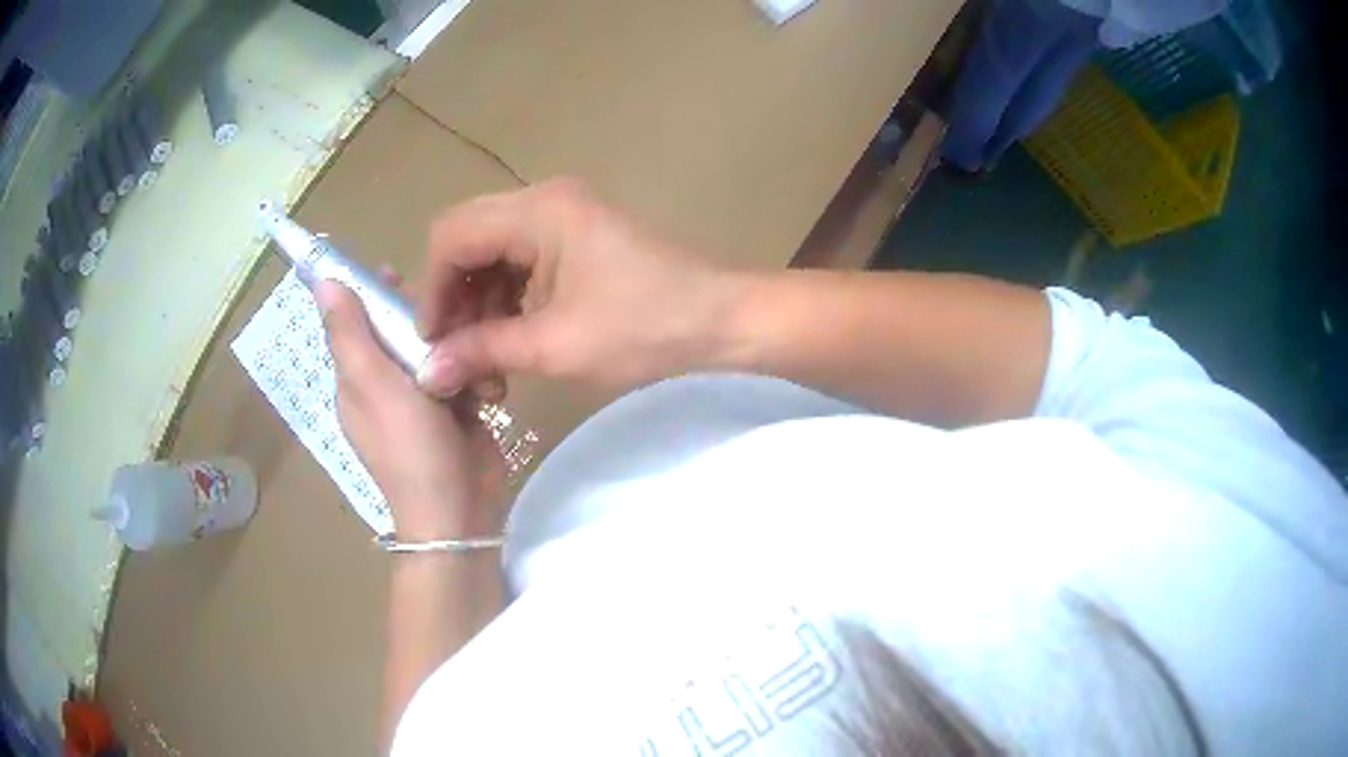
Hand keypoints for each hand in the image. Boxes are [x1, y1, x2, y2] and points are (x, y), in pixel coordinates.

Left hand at [316, 280, 505, 538]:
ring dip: (453, 344)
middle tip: (449, 309)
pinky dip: (471, 371)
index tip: (397, 272)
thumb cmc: (409, 447)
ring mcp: (420, 399)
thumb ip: (350, 333)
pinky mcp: (454, 410)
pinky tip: (486, 381)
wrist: (458, 510)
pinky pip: (459, 372)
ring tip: (472, 346)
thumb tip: (321, 281)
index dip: (368, 294)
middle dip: (421, 317)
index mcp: (355, 380)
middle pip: (397, 331)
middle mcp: (383, 386)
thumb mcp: (373, 385)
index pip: (354, 323)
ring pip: (432, 349)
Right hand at [414, 179, 743, 395]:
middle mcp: (545, 200)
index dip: (432, 290)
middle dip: (455, 301)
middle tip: (457, 356)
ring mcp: (563, 217)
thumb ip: (483, 350)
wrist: (723, 324)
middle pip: (468, 240)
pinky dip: (509, 302)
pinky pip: (522, 263)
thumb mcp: (556, 345)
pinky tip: (513, 343)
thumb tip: (426, 371)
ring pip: (493, 254)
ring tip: (488, 363)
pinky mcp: (577, 240)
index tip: (432, 344)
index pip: (451, 236)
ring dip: (482, 306)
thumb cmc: (646, 329)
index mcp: (539, 210)